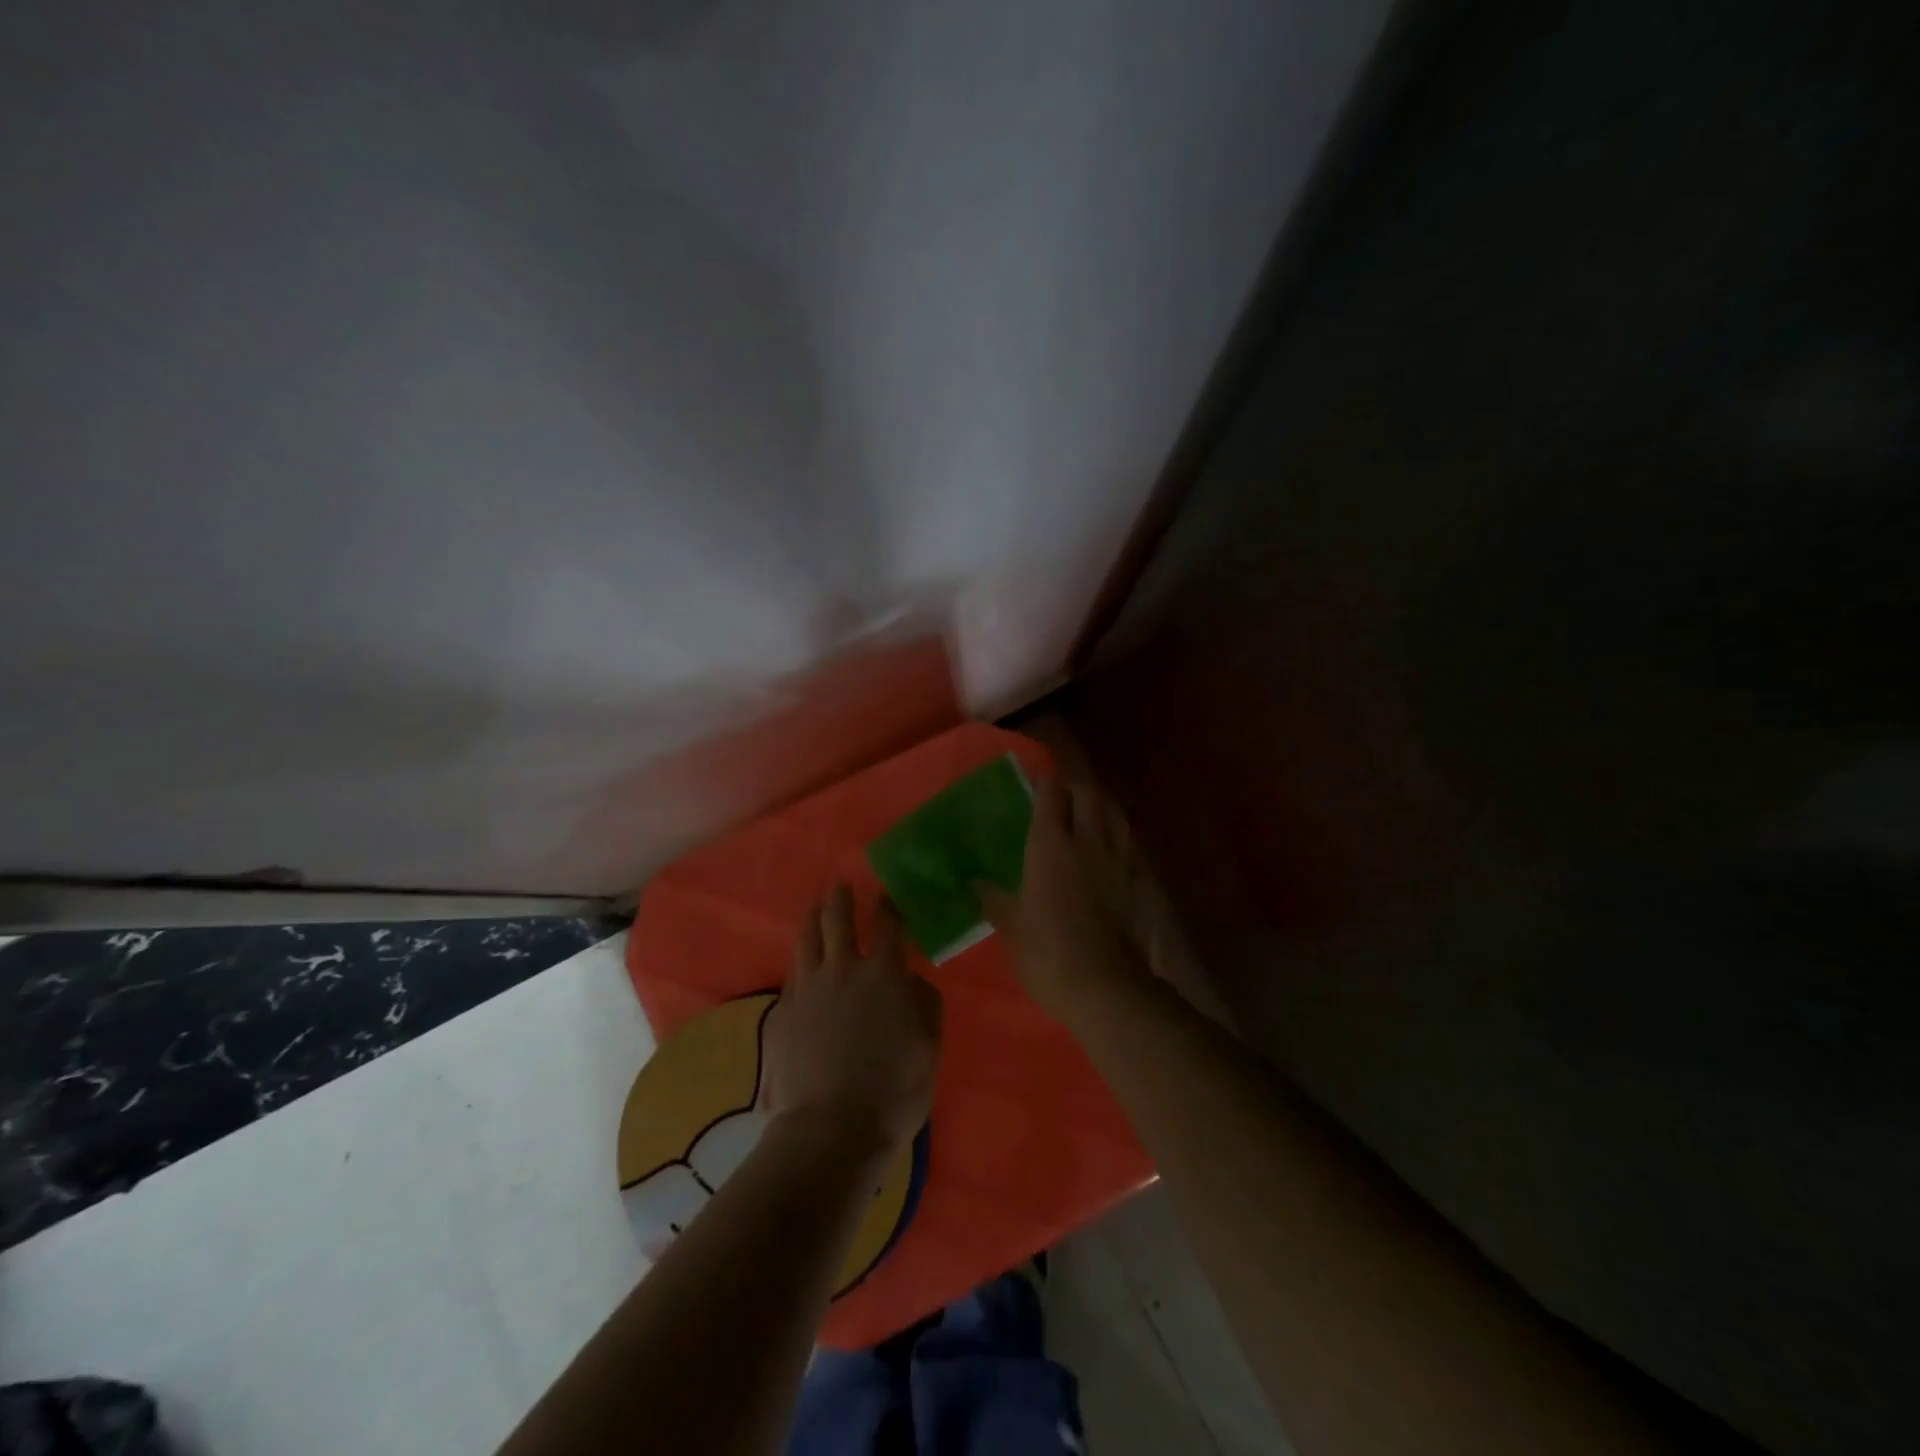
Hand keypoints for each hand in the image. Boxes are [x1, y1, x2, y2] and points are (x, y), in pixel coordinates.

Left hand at [760, 885, 942, 1157]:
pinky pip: (792, 973)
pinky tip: (800, 959)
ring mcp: (807, 989)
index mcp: (885, 975)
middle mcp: (843, 970)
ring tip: (814, 907)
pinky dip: (799, 958)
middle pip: (838, 920)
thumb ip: (926, 1005)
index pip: (888, 927)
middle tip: (840, 886)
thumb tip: (913, 980)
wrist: (830, 1129)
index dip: (887, 907)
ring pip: (807, 940)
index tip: (886, 896)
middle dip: (841, 899)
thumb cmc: (892, 1091)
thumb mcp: (929, 1048)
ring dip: (812, 918)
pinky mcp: (782, 1012)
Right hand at [977, 777, 1151, 1019]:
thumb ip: (992, 898)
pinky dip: (1116, 835)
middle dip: (1074, 787)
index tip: (1033, 785)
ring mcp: (1118, 858)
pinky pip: (1127, 841)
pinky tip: (1107, 851)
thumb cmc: (1048, 953)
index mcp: (1051, 845)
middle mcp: (1087, 840)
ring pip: (1114, 811)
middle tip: (1059, 798)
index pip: (1051, 793)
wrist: (1107, 988)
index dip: (1043, 783)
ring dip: (1099, 805)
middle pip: (1088, 792)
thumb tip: (972, 882)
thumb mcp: (1011, 927)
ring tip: (1086, 816)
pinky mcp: (1138, 879)